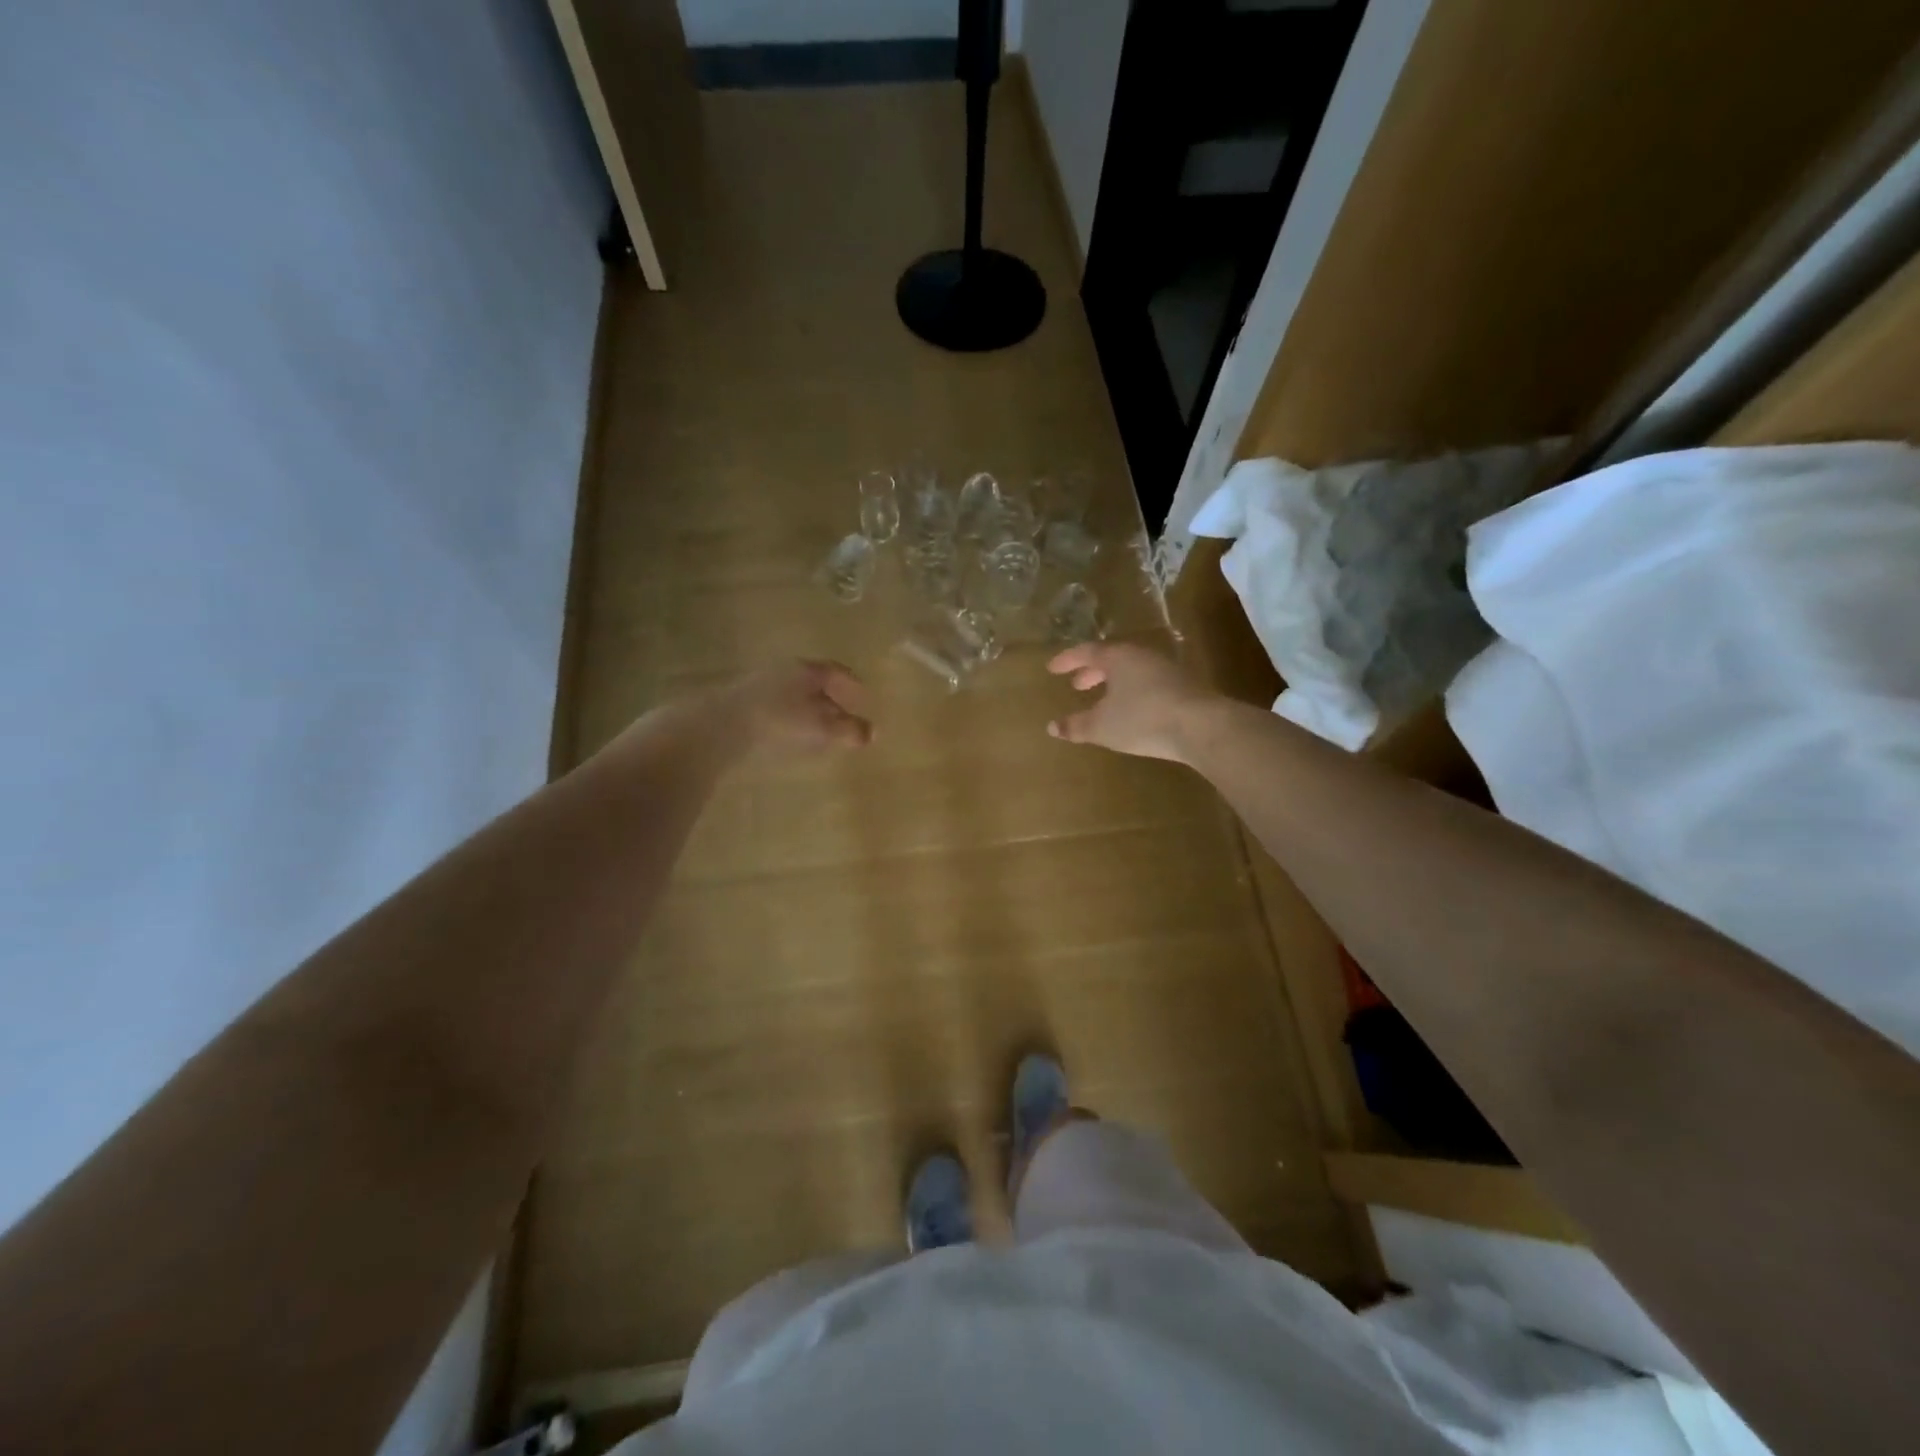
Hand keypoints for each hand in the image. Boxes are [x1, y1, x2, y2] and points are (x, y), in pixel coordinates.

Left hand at [720, 659, 872, 753]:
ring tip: (821, 732)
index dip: (853, 686)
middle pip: (814, 683)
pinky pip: (776, 707)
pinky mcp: (740, 704)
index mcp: (805, 669)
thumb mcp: (819, 728)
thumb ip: (848, 730)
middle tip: (846, 718)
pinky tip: (791, 736)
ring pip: (794, 695)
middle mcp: (783, 671)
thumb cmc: (777, 722)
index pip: (836, 671)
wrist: (717, 728)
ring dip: (810, 711)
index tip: (865, 699)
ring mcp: (759, 685)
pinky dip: (791, 718)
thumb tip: (873, 733)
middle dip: (832, 700)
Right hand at [1046, 643, 1218, 763]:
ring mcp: (1167, 669)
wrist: (1201, 726)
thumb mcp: (1102, 727)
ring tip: (1104, 699)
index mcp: (1118, 657)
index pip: (1086, 652)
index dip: (1068, 660)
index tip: (1052, 668)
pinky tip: (1133, 710)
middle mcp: (1142, 656)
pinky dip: (1133, 691)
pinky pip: (1149, 682)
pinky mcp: (1184, 686)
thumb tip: (1051, 727)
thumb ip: (1075, 726)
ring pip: (1132, 670)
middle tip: (1077, 685)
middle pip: (1112, 658)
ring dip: (1114, 682)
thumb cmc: (1142, 719)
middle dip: (1092, 671)